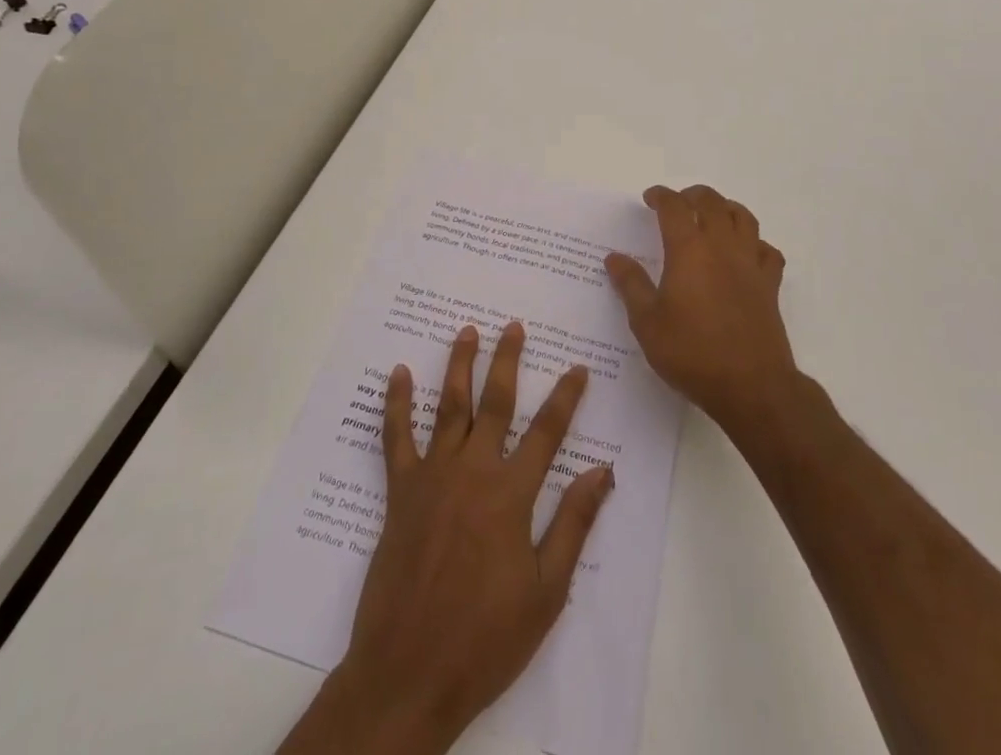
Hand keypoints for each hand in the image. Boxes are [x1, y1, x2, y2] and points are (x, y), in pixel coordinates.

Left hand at [284, 322, 614, 754]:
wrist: (409, 673)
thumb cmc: (486, 638)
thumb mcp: (546, 591)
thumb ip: (573, 523)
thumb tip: (603, 470)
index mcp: (511, 494)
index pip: (547, 432)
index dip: (566, 397)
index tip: (577, 368)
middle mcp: (473, 471)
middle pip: (496, 403)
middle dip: (508, 361)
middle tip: (514, 327)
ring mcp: (433, 477)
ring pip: (449, 407)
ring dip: (459, 366)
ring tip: (467, 332)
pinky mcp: (400, 492)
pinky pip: (396, 438)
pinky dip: (397, 403)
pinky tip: (398, 374)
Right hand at [605, 184, 796, 434]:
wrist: (752, 386)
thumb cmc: (692, 353)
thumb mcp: (648, 323)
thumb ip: (631, 285)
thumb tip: (614, 258)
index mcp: (689, 250)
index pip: (674, 207)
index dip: (661, 196)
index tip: (649, 198)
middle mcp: (722, 247)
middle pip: (711, 202)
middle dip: (692, 195)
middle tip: (678, 202)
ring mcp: (750, 264)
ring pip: (743, 218)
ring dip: (725, 208)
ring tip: (712, 216)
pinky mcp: (770, 285)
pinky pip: (767, 251)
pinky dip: (755, 243)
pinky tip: (745, 253)